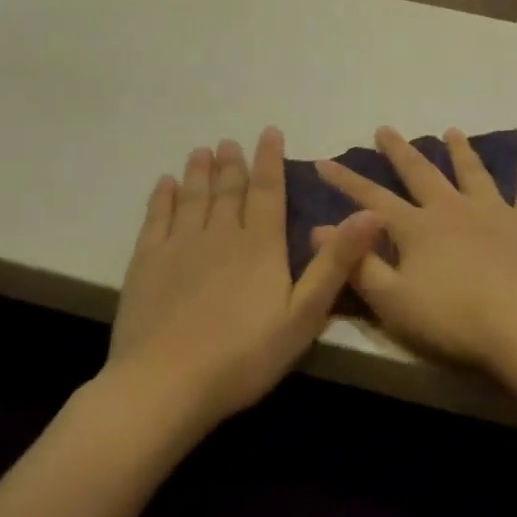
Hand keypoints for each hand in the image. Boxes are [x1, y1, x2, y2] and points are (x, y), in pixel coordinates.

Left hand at [106, 128, 382, 427]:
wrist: (165, 385)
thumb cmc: (244, 356)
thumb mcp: (304, 314)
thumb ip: (336, 262)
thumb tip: (370, 213)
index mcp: (261, 245)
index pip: (268, 191)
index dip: (270, 160)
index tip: (268, 132)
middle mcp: (221, 235)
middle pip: (229, 190)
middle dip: (233, 163)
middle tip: (231, 141)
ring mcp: (179, 247)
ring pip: (193, 198)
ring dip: (199, 172)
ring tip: (202, 151)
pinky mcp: (146, 264)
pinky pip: (156, 219)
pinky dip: (162, 198)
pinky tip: (165, 185)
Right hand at [315, 127, 516, 383]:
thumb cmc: (453, 319)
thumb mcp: (392, 301)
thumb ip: (357, 264)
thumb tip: (318, 229)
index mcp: (417, 228)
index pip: (371, 199)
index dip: (345, 182)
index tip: (324, 161)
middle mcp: (453, 208)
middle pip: (422, 173)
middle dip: (400, 152)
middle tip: (385, 129)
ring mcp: (495, 212)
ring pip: (473, 173)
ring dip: (461, 151)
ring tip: (452, 131)